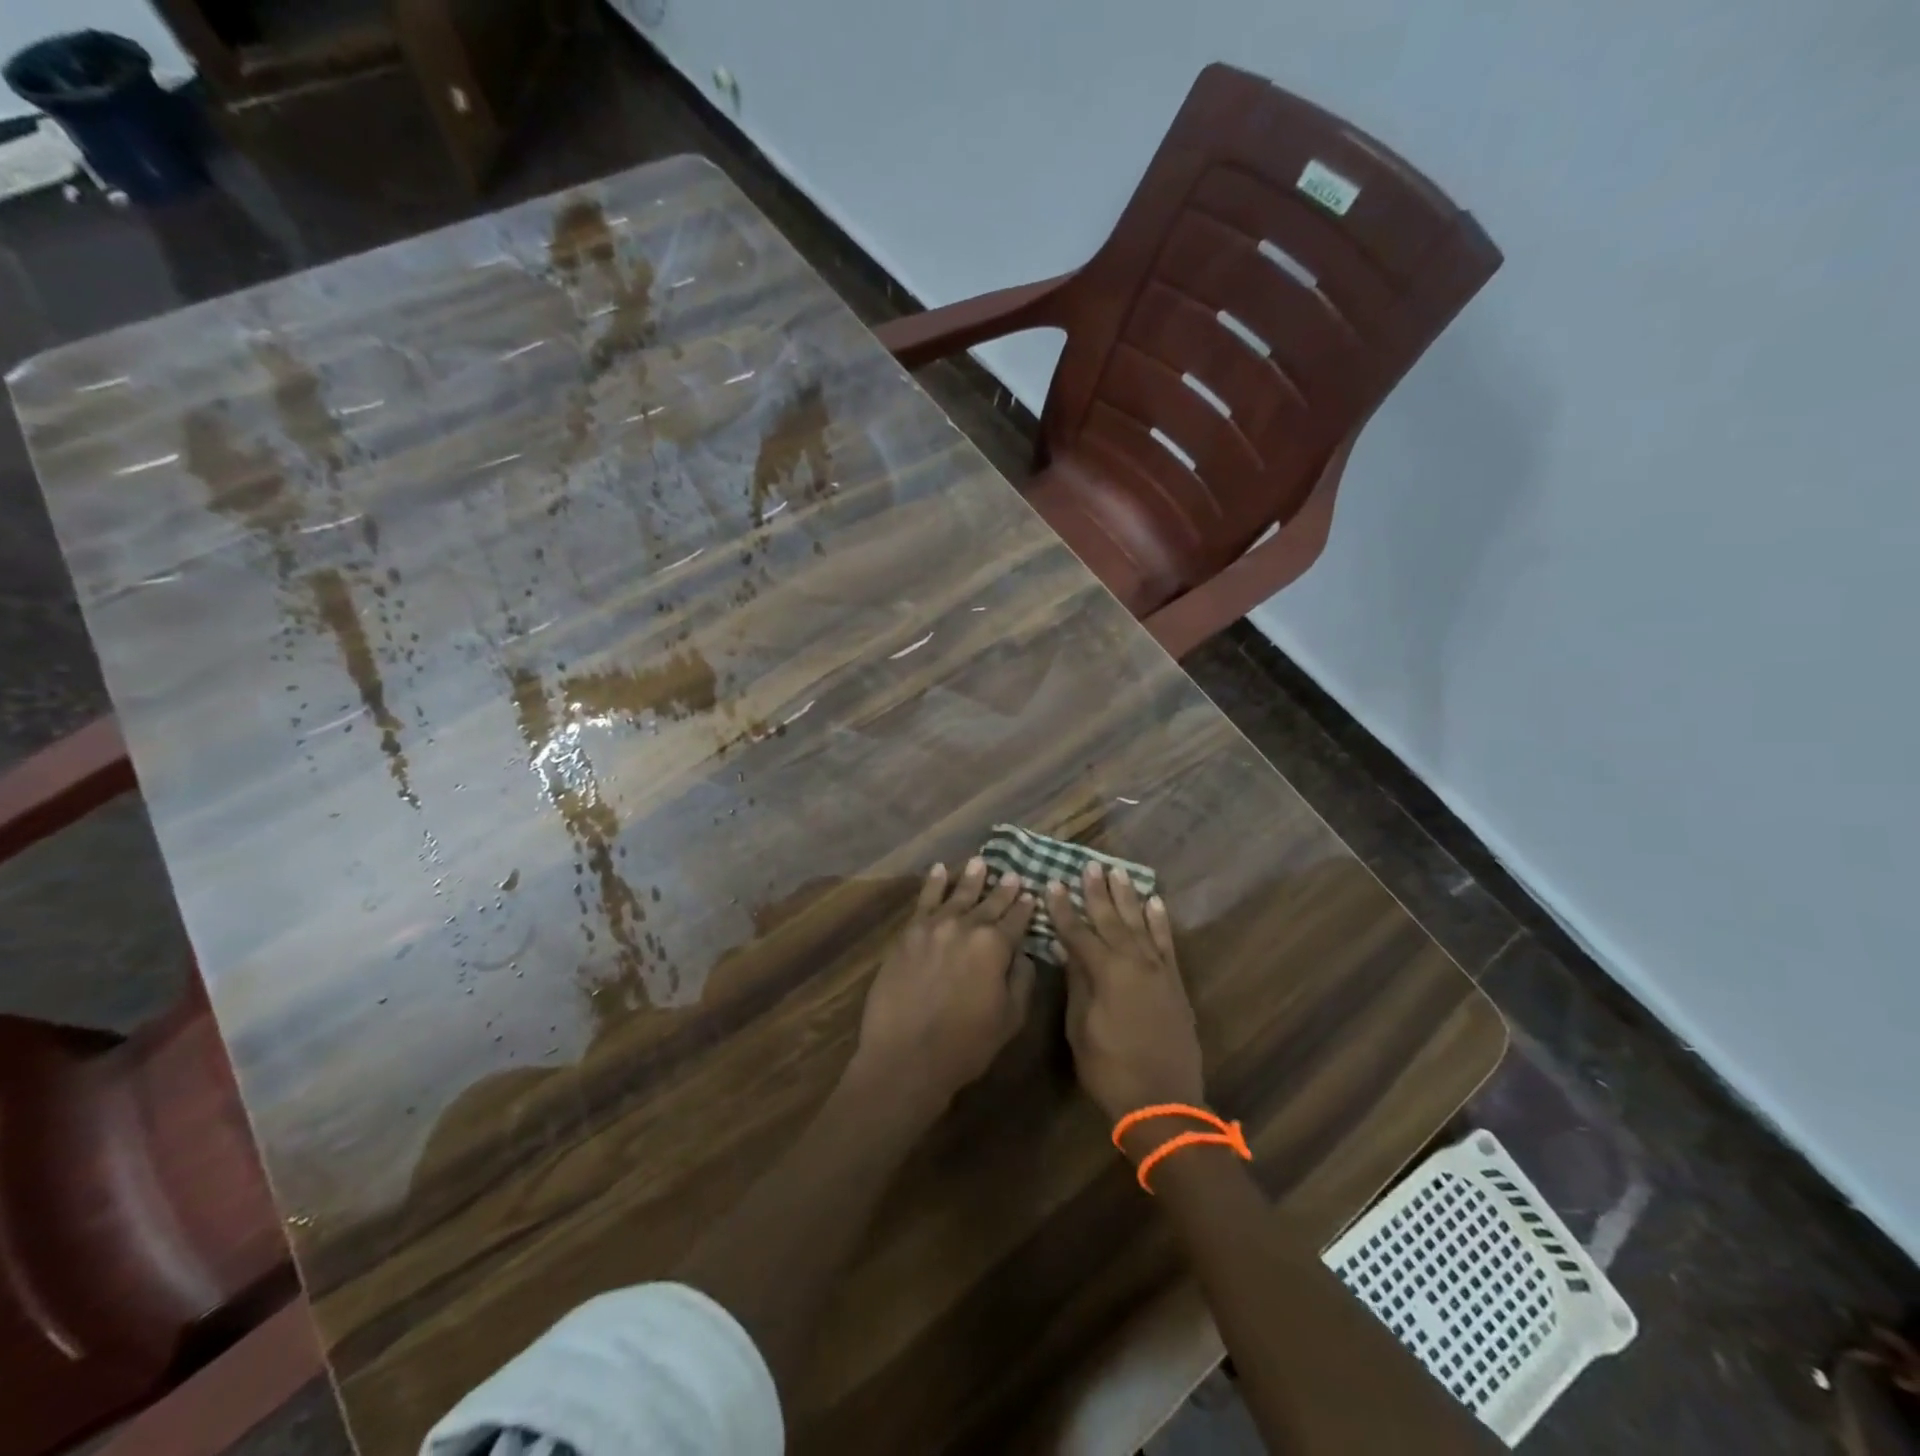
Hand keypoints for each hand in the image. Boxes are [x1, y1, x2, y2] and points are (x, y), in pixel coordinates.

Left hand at [849, 859, 1036, 1119]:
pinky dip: (933, 883)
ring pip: (957, 895)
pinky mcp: (908, 934)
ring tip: (980, 862)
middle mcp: (966, 926)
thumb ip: (1022, 979)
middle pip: (989, 903)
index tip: (1031, 894)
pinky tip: (939, 870)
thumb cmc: (966, 1045)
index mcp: (995, 945)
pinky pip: (924, 901)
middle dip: (1003, 890)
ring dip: (971, 878)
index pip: (1017, 920)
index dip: (1026, 907)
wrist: (905, 1056)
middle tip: (1012, 874)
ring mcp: (934, 926)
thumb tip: (1023, 953)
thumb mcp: (1011, 1018)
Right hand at [1049, 863, 1204, 1125]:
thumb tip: (1068, 949)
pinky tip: (1154, 903)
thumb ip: (1077, 983)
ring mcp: (1158, 971)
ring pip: (1140, 924)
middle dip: (1097, 892)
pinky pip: (1166, 943)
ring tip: (1118, 873)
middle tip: (1089, 866)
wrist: (1163, 1104)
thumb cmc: (1110, 1070)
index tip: (1053, 883)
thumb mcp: (1081, 1028)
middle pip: (1111, 920)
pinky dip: (1160, 921)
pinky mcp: (1175, 984)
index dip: (1064, 908)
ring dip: (1128, 897)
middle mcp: (1134, 962)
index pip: (1078, 932)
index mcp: (1107, 972)